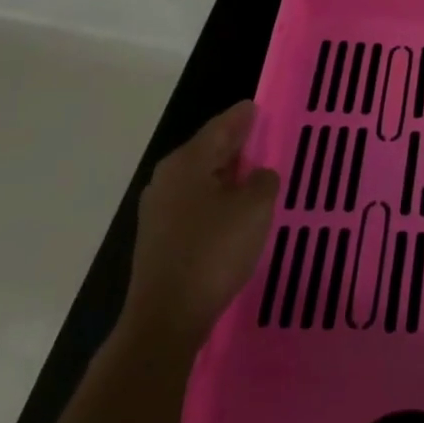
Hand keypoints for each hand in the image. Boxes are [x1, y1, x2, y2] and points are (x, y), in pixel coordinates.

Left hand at [123, 100, 277, 354]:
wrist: (166, 317)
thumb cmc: (214, 252)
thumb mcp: (254, 209)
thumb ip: (264, 181)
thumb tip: (258, 175)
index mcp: (188, 162)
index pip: (221, 127)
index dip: (241, 116)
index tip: (256, 106)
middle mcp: (168, 178)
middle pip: (206, 150)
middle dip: (233, 142)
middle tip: (259, 134)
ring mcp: (159, 209)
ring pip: (199, 177)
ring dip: (225, 172)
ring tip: (251, 170)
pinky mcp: (159, 237)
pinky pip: (193, 201)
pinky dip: (215, 195)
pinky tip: (231, 207)